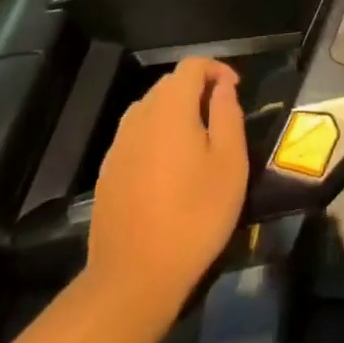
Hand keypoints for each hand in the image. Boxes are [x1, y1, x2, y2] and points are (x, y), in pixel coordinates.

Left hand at [85, 58, 247, 329]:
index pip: (192, 65)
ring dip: (176, 114)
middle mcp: (139, 116)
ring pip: (150, 111)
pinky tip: (170, 172)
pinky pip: (137, 138)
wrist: (134, 277)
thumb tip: (223, 87)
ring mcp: (119, 144)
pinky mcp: (108, 172)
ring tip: (199, 145)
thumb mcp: (230, 164)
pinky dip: (157, 138)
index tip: (236, 90)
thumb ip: (228, 115)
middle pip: (169, 85)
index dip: (217, 69)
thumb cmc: (195, 216)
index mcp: (170, 108)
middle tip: (222, 120)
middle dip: (197, 91)